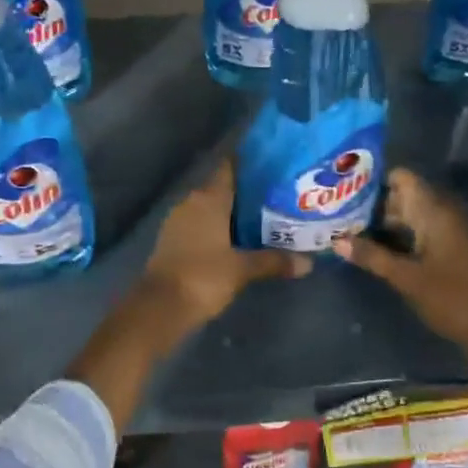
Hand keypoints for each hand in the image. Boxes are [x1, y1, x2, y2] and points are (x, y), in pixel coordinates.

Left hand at [139, 159, 310, 328]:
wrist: (160, 307)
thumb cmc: (203, 277)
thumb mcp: (242, 269)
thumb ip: (274, 261)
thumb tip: (308, 262)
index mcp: (208, 198)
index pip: (230, 167)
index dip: (249, 162)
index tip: (273, 161)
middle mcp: (192, 202)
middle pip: (222, 187)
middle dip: (248, 190)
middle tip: (278, 193)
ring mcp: (179, 220)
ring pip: (212, 207)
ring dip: (233, 210)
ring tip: (265, 215)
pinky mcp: (174, 239)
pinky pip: (202, 223)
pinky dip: (220, 226)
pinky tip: (239, 237)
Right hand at [331, 168, 467, 358]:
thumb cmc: (451, 296)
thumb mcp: (406, 277)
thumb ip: (372, 256)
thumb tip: (336, 241)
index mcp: (433, 212)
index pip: (402, 178)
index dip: (375, 180)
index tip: (347, 189)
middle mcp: (441, 215)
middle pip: (402, 197)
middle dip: (373, 205)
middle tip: (339, 214)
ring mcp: (447, 233)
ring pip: (409, 217)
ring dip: (383, 224)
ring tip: (349, 231)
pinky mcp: (449, 251)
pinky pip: (418, 234)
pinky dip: (397, 238)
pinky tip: (374, 249)